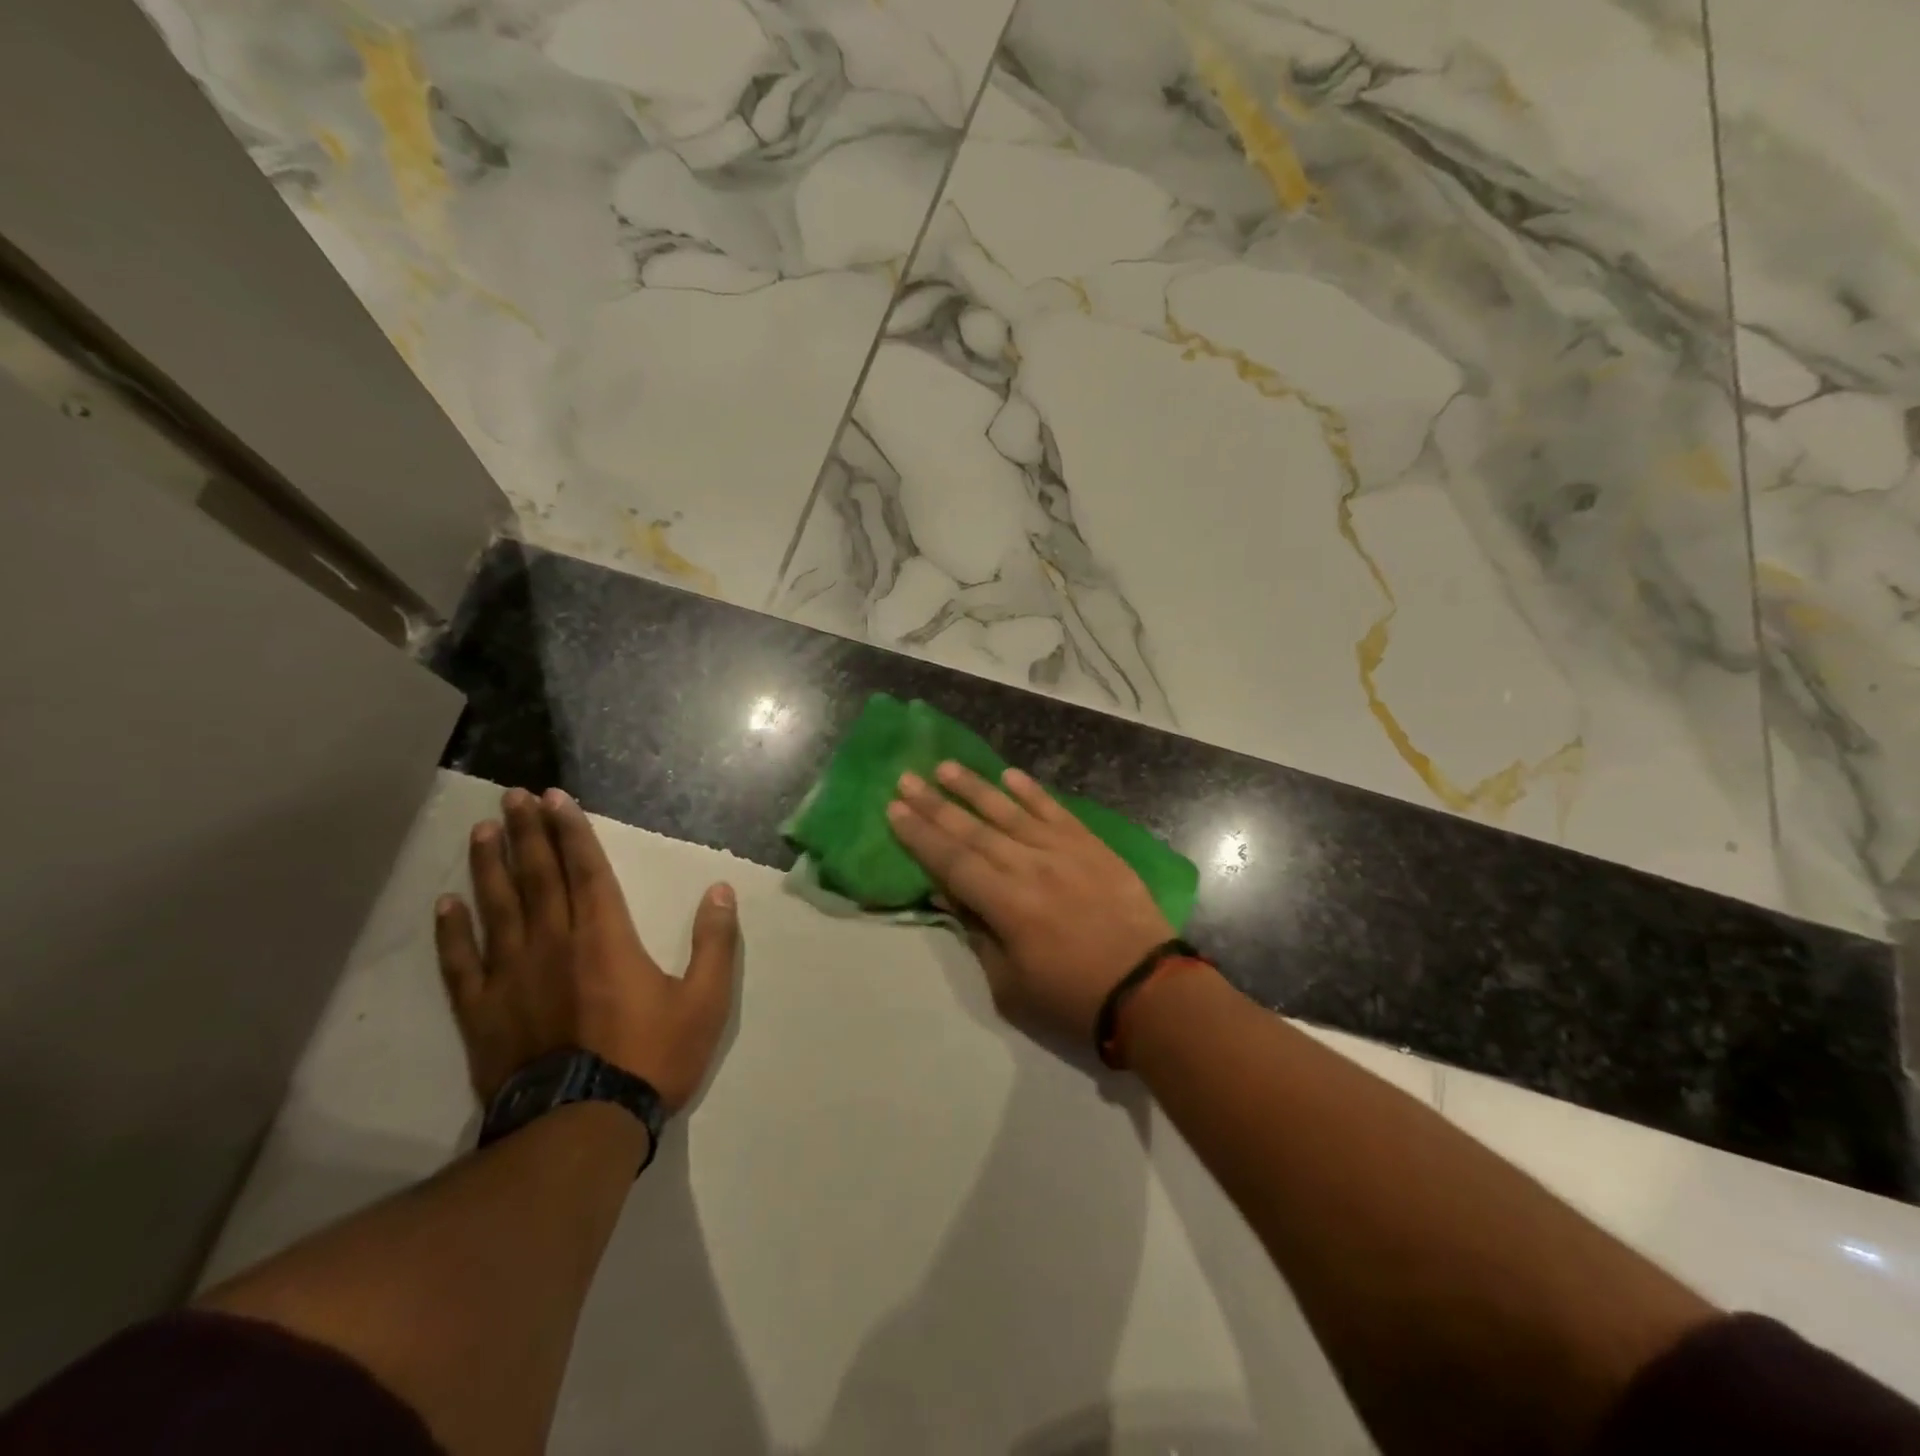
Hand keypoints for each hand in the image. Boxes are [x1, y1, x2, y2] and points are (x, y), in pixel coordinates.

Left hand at [433, 787, 739, 1109]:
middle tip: (513, 797)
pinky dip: (452, 932)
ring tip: (481, 831)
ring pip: (498, 908)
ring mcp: (512, 976)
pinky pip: (461, 963)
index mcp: (606, 937)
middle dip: (527, 833)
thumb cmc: (650, 1058)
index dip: (571, 831)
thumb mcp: (704, 1001)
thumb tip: (721, 891)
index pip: (586, 870)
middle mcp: (554, 943)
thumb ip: (714, 942)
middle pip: (538, 877)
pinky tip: (446, 905)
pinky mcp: (483, 1012)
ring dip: (489, 866)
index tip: (554, 798)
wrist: (582, 1127)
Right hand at [887, 762, 1173, 1044]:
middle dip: (935, 804)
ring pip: (1010, 811)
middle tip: (906, 779)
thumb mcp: (1010, 985)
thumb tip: (950, 894)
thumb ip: (978, 934)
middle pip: (973, 830)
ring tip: (945, 767)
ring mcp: (1063, 851)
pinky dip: (1031, 792)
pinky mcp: (1092, 846)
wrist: (1148, 989)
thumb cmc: (1073, 998)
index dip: (920, 835)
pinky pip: (1056, 811)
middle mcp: (1029, 867)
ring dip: (975, 787)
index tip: (894, 810)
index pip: (951, 861)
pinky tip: (1009, 775)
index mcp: (1006, 904)